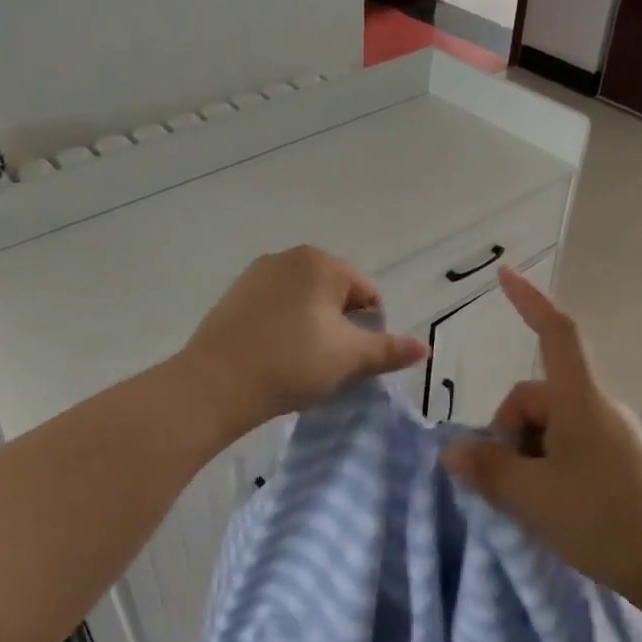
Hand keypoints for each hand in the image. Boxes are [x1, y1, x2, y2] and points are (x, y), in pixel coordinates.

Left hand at [180, 247, 428, 436]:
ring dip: (312, 329)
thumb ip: (390, 350)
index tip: (355, 361)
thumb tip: (425, 348)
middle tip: (331, 365)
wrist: (217, 384)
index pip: (366, 293)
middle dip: (340, 328)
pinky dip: (284, 329)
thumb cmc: (293, 363)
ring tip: (302, 365)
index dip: (369, 329)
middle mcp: (288, 257)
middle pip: (334, 295)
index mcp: (321, 262)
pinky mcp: (233, 297)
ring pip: (303, 303)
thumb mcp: (350, 359)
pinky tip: (276, 358)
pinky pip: (274, 310)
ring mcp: (255, 275)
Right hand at [440, 267, 641, 603]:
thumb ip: (488, 469)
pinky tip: (550, 510)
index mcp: (579, 400)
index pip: (555, 332)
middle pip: (537, 398)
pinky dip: (548, 470)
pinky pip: (570, 451)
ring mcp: (613, 437)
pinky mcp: (622, 465)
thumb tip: (455, 451)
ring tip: (528, 505)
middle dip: (509, 432)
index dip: (529, 301)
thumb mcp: (532, 496)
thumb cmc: (604, 519)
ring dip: (527, 456)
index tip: (505, 275)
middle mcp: (598, 409)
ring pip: (551, 430)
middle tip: (504, 483)